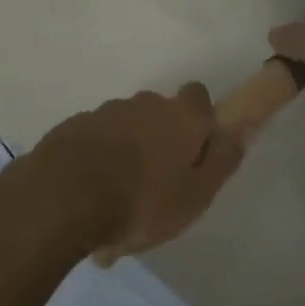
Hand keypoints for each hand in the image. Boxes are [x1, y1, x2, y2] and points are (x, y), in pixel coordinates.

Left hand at [34, 85, 248, 263]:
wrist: (63, 198)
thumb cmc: (142, 200)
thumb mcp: (196, 194)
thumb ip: (222, 160)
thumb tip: (241, 130)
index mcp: (179, 116)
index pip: (199, 97)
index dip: (199, 121)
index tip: (194, 151)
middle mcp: (144, 104)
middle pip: (159, 115)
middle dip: (159, 141)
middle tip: (155, 187)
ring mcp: (104, 113)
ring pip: (124, 132)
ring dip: (125, 158)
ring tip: (117, 208)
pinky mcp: (72, 128)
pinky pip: (94, 145)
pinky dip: (96, 166)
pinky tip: (89, 205)